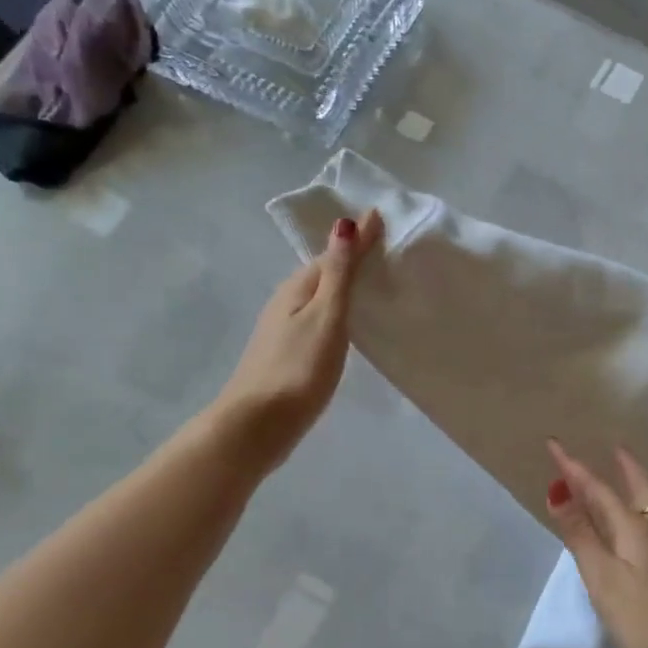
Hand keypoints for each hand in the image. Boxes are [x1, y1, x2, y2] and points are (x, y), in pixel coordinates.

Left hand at [213, 209, 383, 471]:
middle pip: (324, 274)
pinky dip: (337, 316)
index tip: (387, 223)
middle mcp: (286, 303)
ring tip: (377, 286)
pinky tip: (350, 328)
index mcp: (297, 288)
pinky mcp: (288, 356)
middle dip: (353, 261)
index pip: (333, 253)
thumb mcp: (325, 316)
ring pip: (320, 300)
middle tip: (389, 251)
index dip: (359, 239)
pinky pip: (318, 322)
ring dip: (345, 290)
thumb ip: (338, 273)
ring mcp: (283, 331)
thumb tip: (344, 222)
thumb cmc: (298, 369)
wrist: (257, 426)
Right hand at [544, 440, 647, 647]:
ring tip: (635, 482)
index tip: (554, 444)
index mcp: (636, 529)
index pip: (599, 490)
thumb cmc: (643, 620)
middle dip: (625, 467)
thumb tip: (558, 491)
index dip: (574, 469)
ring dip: (642, 489)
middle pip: (641, 489)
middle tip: (615, 448)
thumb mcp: (602, 578)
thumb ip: (580, 534)